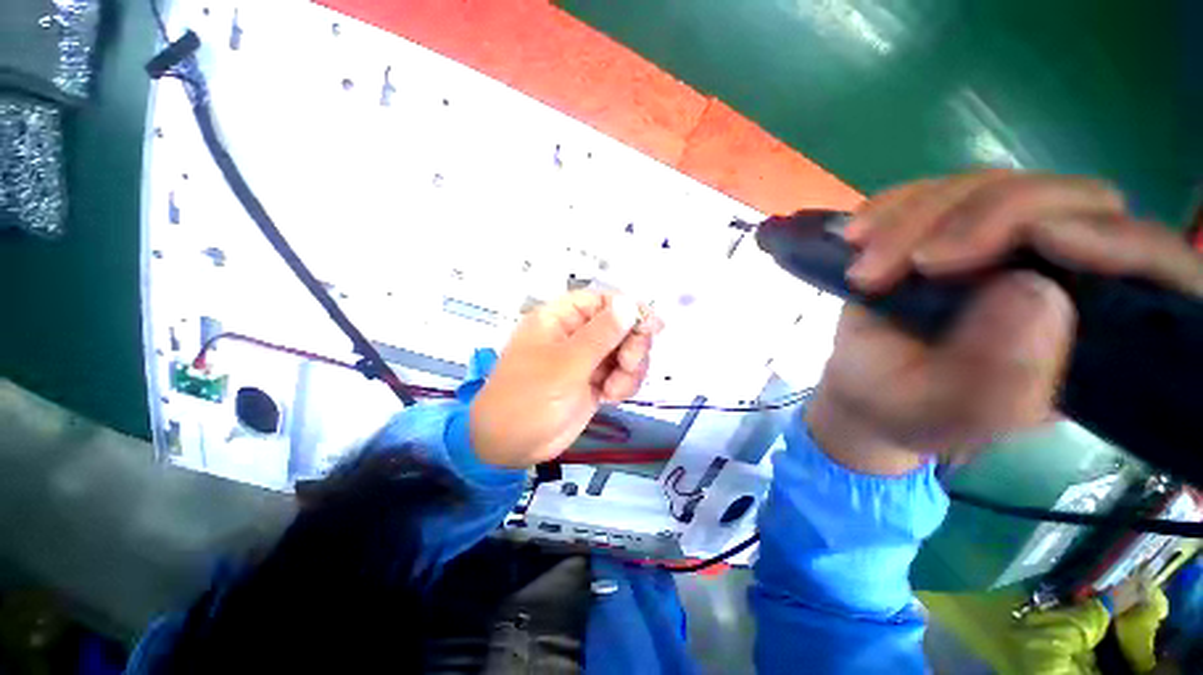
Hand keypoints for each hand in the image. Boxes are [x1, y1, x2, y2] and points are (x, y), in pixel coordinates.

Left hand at [470, 291, 662, 467]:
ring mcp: (586, 360)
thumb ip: (601, 335)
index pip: (602, 302)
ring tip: (614, 389)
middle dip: (632, 344)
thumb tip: (628, 304)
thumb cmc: (529, 397)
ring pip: (625, 351)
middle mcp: (576, 335)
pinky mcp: (595, 382)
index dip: (627, 309)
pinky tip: (611, 397)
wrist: (510, 445)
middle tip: (629, 363)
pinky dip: (624, 384)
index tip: (651, 326)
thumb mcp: (565, 364)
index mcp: (560, 319)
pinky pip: (622, 374)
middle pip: (619, 326)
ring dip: (630, 369)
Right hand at [807, 170, 1202, 474]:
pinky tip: (857, 237)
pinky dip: (891, 207)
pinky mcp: (951, 227)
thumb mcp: (950, 410)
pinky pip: (933, 189)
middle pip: (1067, 199)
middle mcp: (1064, 272)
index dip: (1115, 238)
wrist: (862, 387)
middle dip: (986, 218)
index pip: (1151, 263)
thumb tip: (1035, 291)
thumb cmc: (908, 409)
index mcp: (1093, 333)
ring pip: (989, 184)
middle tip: (918, 262)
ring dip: (916, 219)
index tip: (1041, 238)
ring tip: (863, 271)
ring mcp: (1004, 242)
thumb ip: (1003, 372)